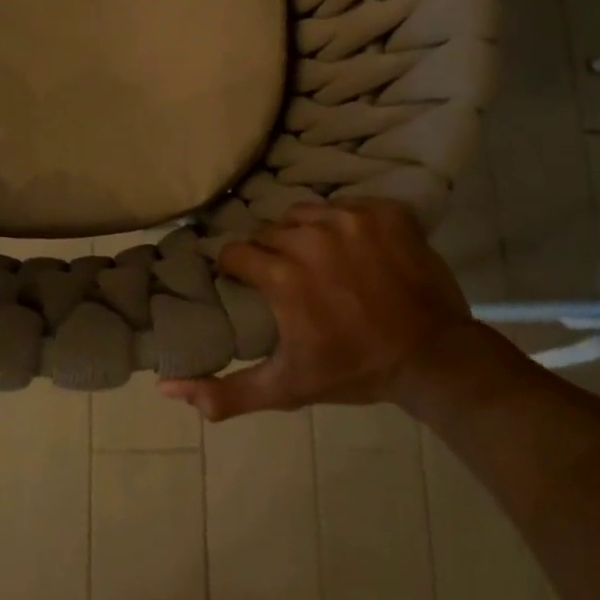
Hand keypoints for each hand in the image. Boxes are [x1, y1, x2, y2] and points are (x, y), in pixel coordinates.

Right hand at [160, 198, 498, 421]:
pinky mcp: (384, 212)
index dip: (238, 270)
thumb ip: (225, 392)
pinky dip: (344, 224)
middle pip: (268, 232)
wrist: (433, 357)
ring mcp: (350, 220)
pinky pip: (345, 206)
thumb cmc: (354, 370)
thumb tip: (166, 387)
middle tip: (289, 280)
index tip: (249, 285)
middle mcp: (309, 237)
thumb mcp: (286, 388)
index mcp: (281, 275)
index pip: (235, 253)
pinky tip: (354, 250)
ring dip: (303, 234)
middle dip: (271, 254)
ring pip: (303, 214)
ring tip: (319, 260)